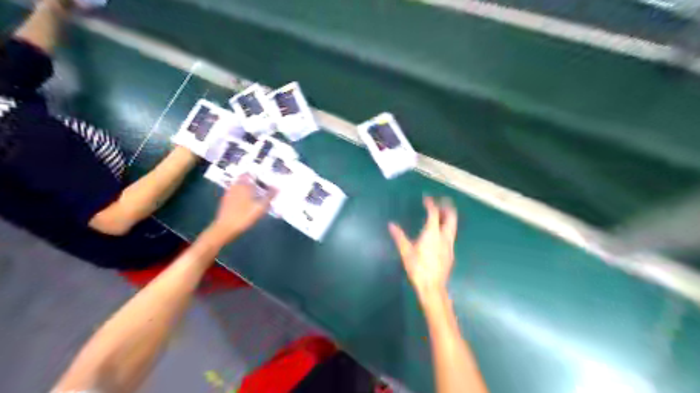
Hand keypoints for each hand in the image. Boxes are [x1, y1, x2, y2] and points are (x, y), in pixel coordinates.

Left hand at [208, 174, 275, 242]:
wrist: (225, 228)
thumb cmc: (244, 216)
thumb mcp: (260, 207)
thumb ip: (269, 196)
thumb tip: (277, 187)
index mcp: (242, 185)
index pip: (248, 174)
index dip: (257, 175)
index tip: (265, 178)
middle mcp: (235, 187)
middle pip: (244, 180)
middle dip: (254, 182)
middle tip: (263, 187)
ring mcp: (229, 194)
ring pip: (240, 187)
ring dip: (248, 189)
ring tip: (258, 195)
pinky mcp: (226, 202)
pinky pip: (236, 194)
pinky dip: (243, 195)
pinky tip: (249, 203)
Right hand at [388, 196, 459, 300]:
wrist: (432, 286)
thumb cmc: (417, 268)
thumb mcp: (405, 252)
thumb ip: (399, 236)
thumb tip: (391, 225)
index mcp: (432, 233)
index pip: (434, 214)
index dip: (431, 204)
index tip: (427, 198)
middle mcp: (444, 237)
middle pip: (451, 218)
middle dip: (447, 208)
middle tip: (442, 202)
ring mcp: (449, 245)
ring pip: (453, 227)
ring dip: (448, 218)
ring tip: (442, 214)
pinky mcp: (450, 253)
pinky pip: (451, 236)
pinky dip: (447, 228)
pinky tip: (441, 233)